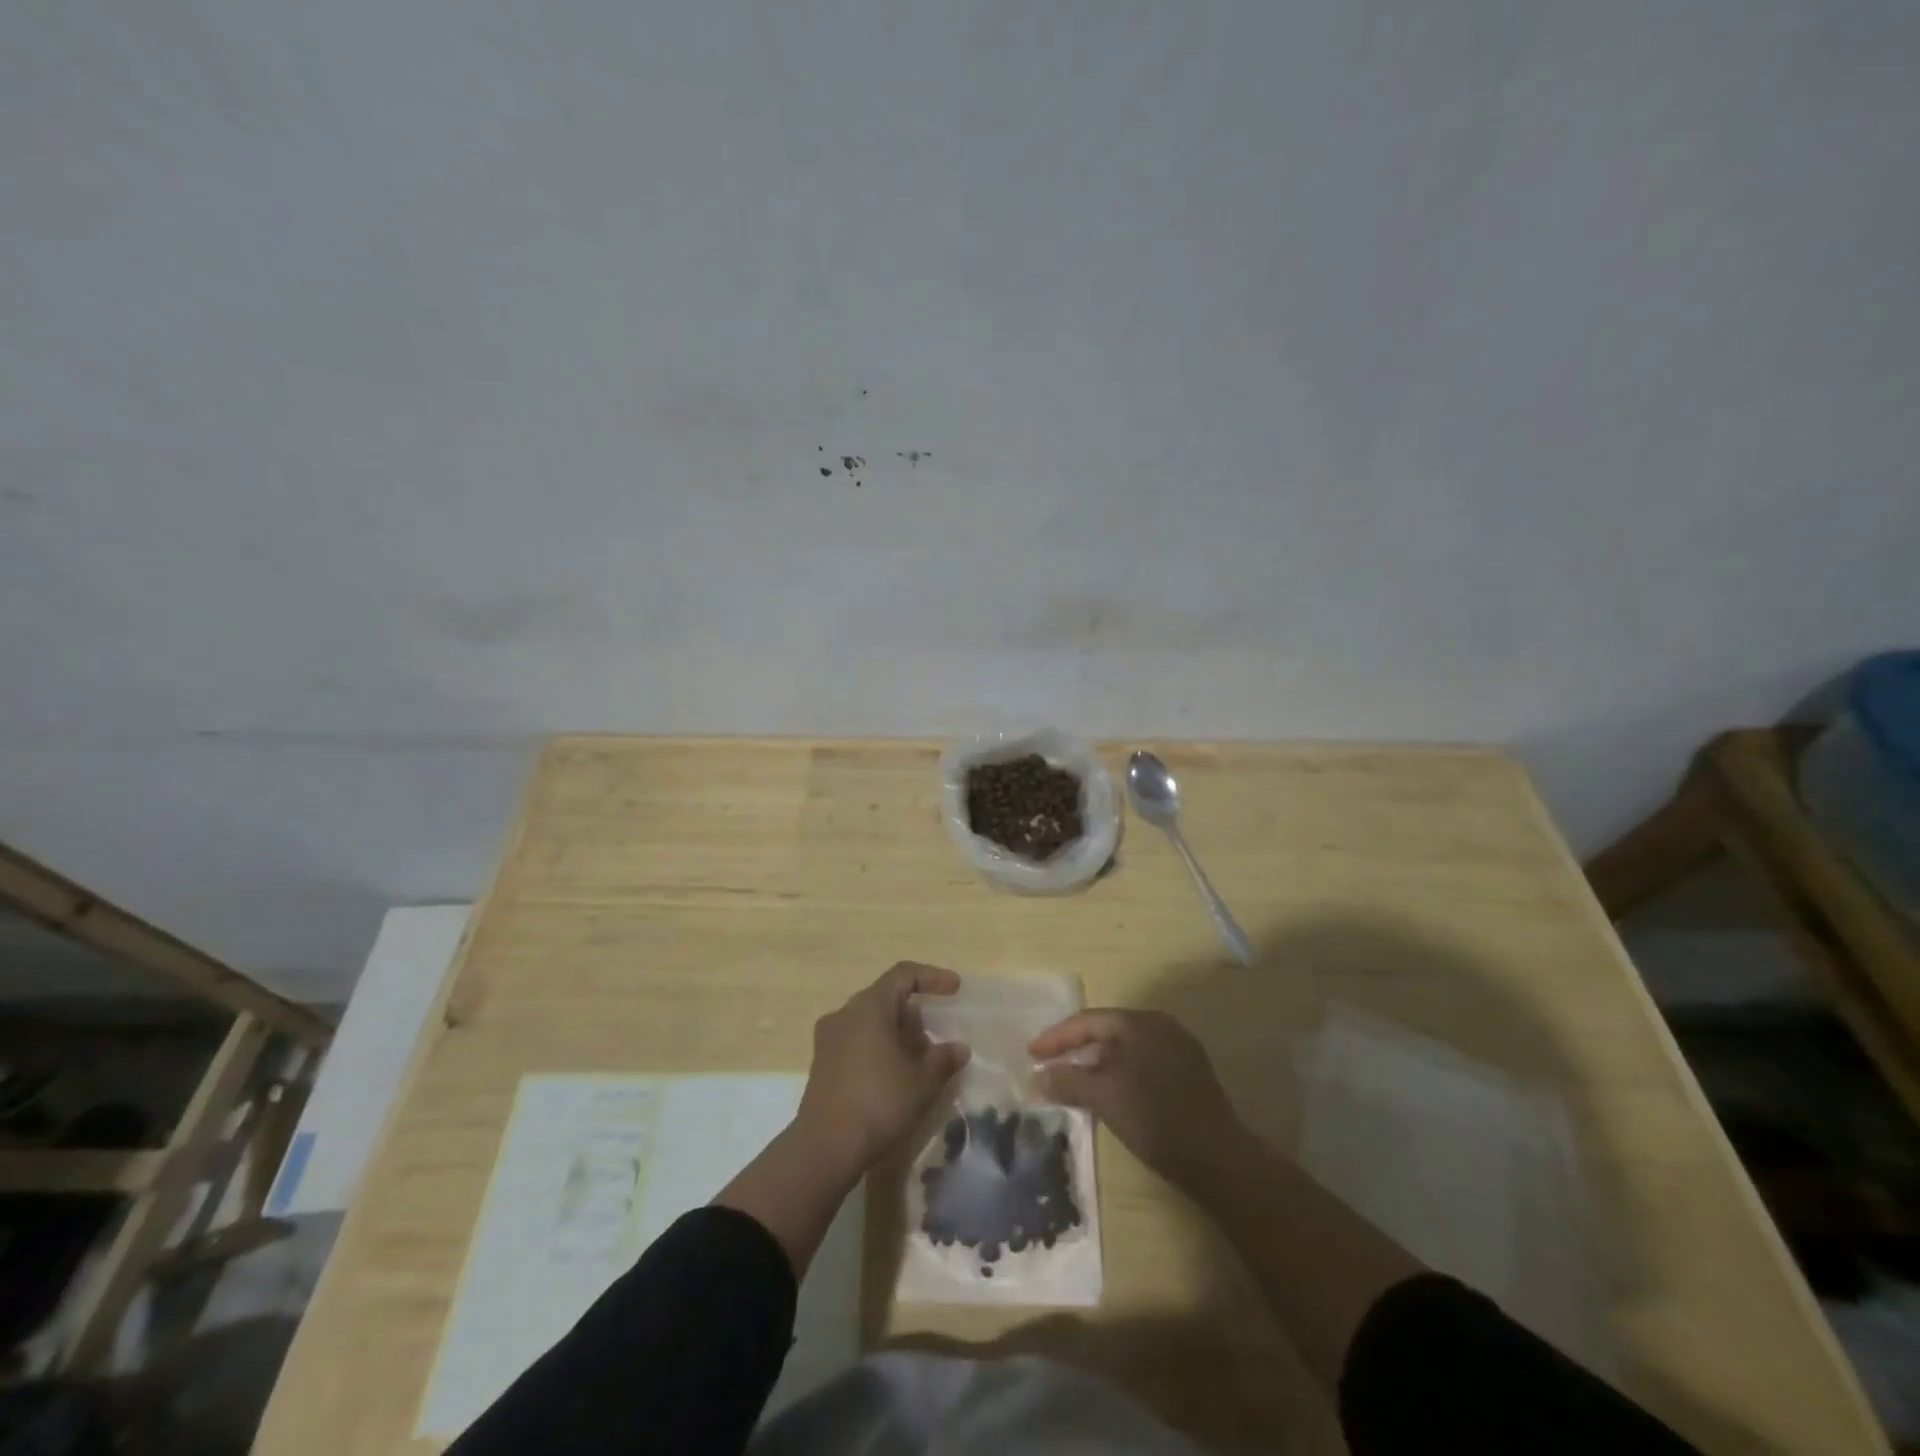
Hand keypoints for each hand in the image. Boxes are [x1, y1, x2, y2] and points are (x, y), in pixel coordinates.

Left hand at [794, 962, 970, 1174]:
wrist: (825, 1148)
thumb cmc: (879, 1102)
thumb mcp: (922, 1081)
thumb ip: (943, 1059)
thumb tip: (959, 1048)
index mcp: (869, 1006)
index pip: (904, 974)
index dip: (932, 977)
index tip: (955, 989)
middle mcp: (845, 1013)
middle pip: (886, 998)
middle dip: (914, 1015)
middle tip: (935, 1042)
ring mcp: (829, 1038)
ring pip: (870, 1021)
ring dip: (897, 1034)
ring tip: (918, 1063)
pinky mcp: (821, 1063)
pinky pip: (856, 1041)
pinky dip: (878, 1048)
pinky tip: (893, 1077)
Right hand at [1031, 1008, 1249, 1184]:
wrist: (1219, 1159)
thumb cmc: (1155, 1118)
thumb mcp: (1104, 1097)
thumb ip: (1069, 1081)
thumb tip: (1039, 1075)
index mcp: (1139, 1023)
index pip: (1088, 1021)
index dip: (1056, 1037)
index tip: (1031, 1053)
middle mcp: (1160, 1026)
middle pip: (1107, 1031)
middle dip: (1076, 1049)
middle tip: (1049, 1065)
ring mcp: (1179, 1048)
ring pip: (1126, 1049)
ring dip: (1098, 1063)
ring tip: (1075, 1082)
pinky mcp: (1190, 1073)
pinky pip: (1144, 1062)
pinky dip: (1120, 1073)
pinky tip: (1111, 1093)